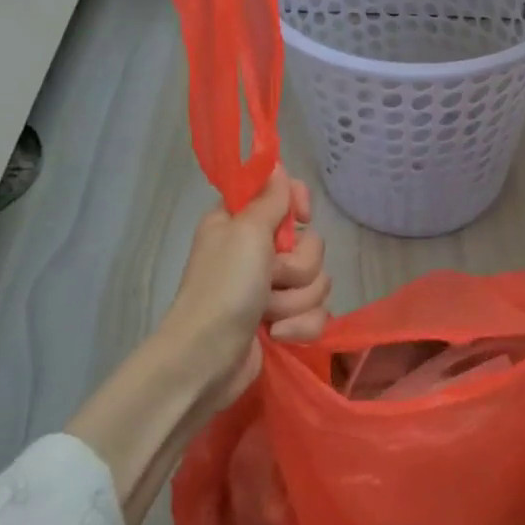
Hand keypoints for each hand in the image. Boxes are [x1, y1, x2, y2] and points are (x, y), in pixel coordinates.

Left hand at [156, 169, 330, 409]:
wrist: (206, 359)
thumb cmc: (223, 289)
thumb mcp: (245, 233)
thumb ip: (268, 198)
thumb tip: (277, 164)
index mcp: (241, 222)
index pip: (285, 194)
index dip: (298, 205)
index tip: (301, 219)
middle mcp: (257, 251)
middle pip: (310, 245)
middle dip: (297, 268)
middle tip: (269, 279)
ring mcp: (270, 289)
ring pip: (317, 281)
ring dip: (295, 301)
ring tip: (267, 315)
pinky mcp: (282, 320)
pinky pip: (316, 313)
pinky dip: (299, 326)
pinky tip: (276, 335)